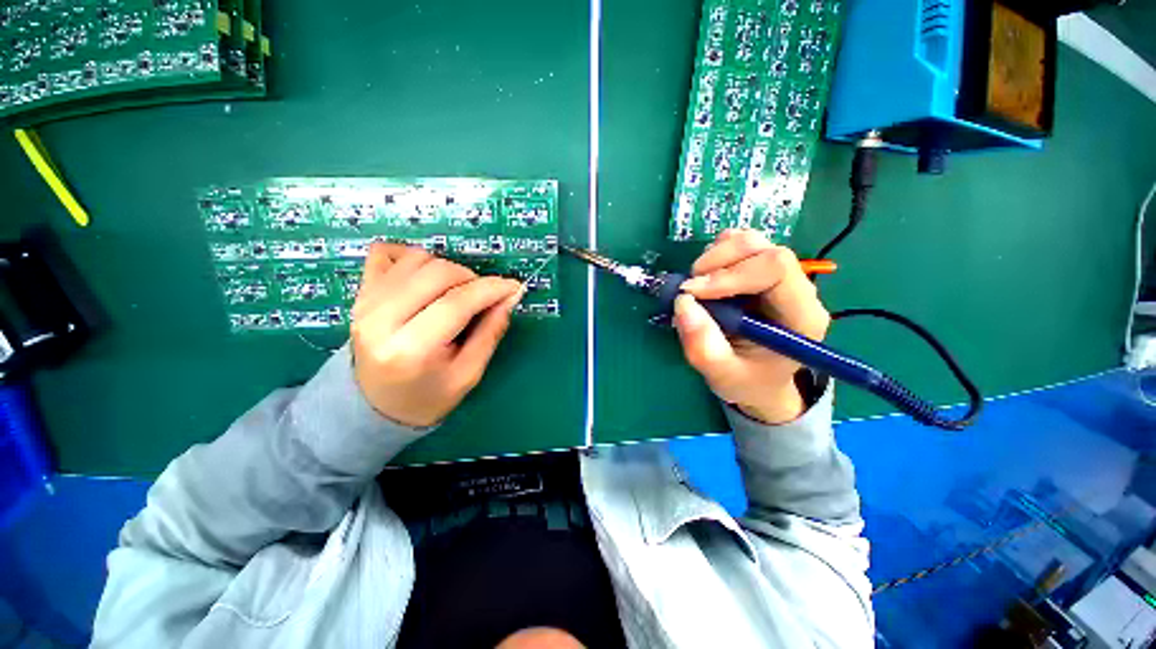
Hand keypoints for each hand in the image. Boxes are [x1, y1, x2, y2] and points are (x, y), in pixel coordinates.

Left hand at [350, 243, 522, 427]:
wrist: (376, 405)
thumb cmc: (428, 396)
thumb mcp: (469, 374)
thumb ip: (490, 332)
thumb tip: (510, 296)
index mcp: (411, 349)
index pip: (457, 302)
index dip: (491, 289)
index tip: (514, 287)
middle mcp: (380, 319)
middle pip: (437, 272)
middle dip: (472, 279)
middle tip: (483, 298)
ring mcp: (365, 302)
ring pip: (417, 258)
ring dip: (447, 269)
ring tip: (456, 293)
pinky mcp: (360, 293)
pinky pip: (386, 252)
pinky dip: (412, 257)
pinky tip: (425, 278)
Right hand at [674, 229, 830, 423]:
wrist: (759, 381)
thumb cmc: (747, 381)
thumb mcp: (722, 375)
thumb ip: (703, 346)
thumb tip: (683, 302)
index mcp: (801, 316)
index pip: (775, 268)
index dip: (729, 275)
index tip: (692, 292)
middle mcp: (797, 289)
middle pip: (763, 248)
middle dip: (718, 262)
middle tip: (689, 289)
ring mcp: (780, 277)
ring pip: (751, 241)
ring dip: (715, 258)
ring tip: (696, 286)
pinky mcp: (761, 272)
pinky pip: (740, 246)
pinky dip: (716, 255)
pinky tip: (706, 279)